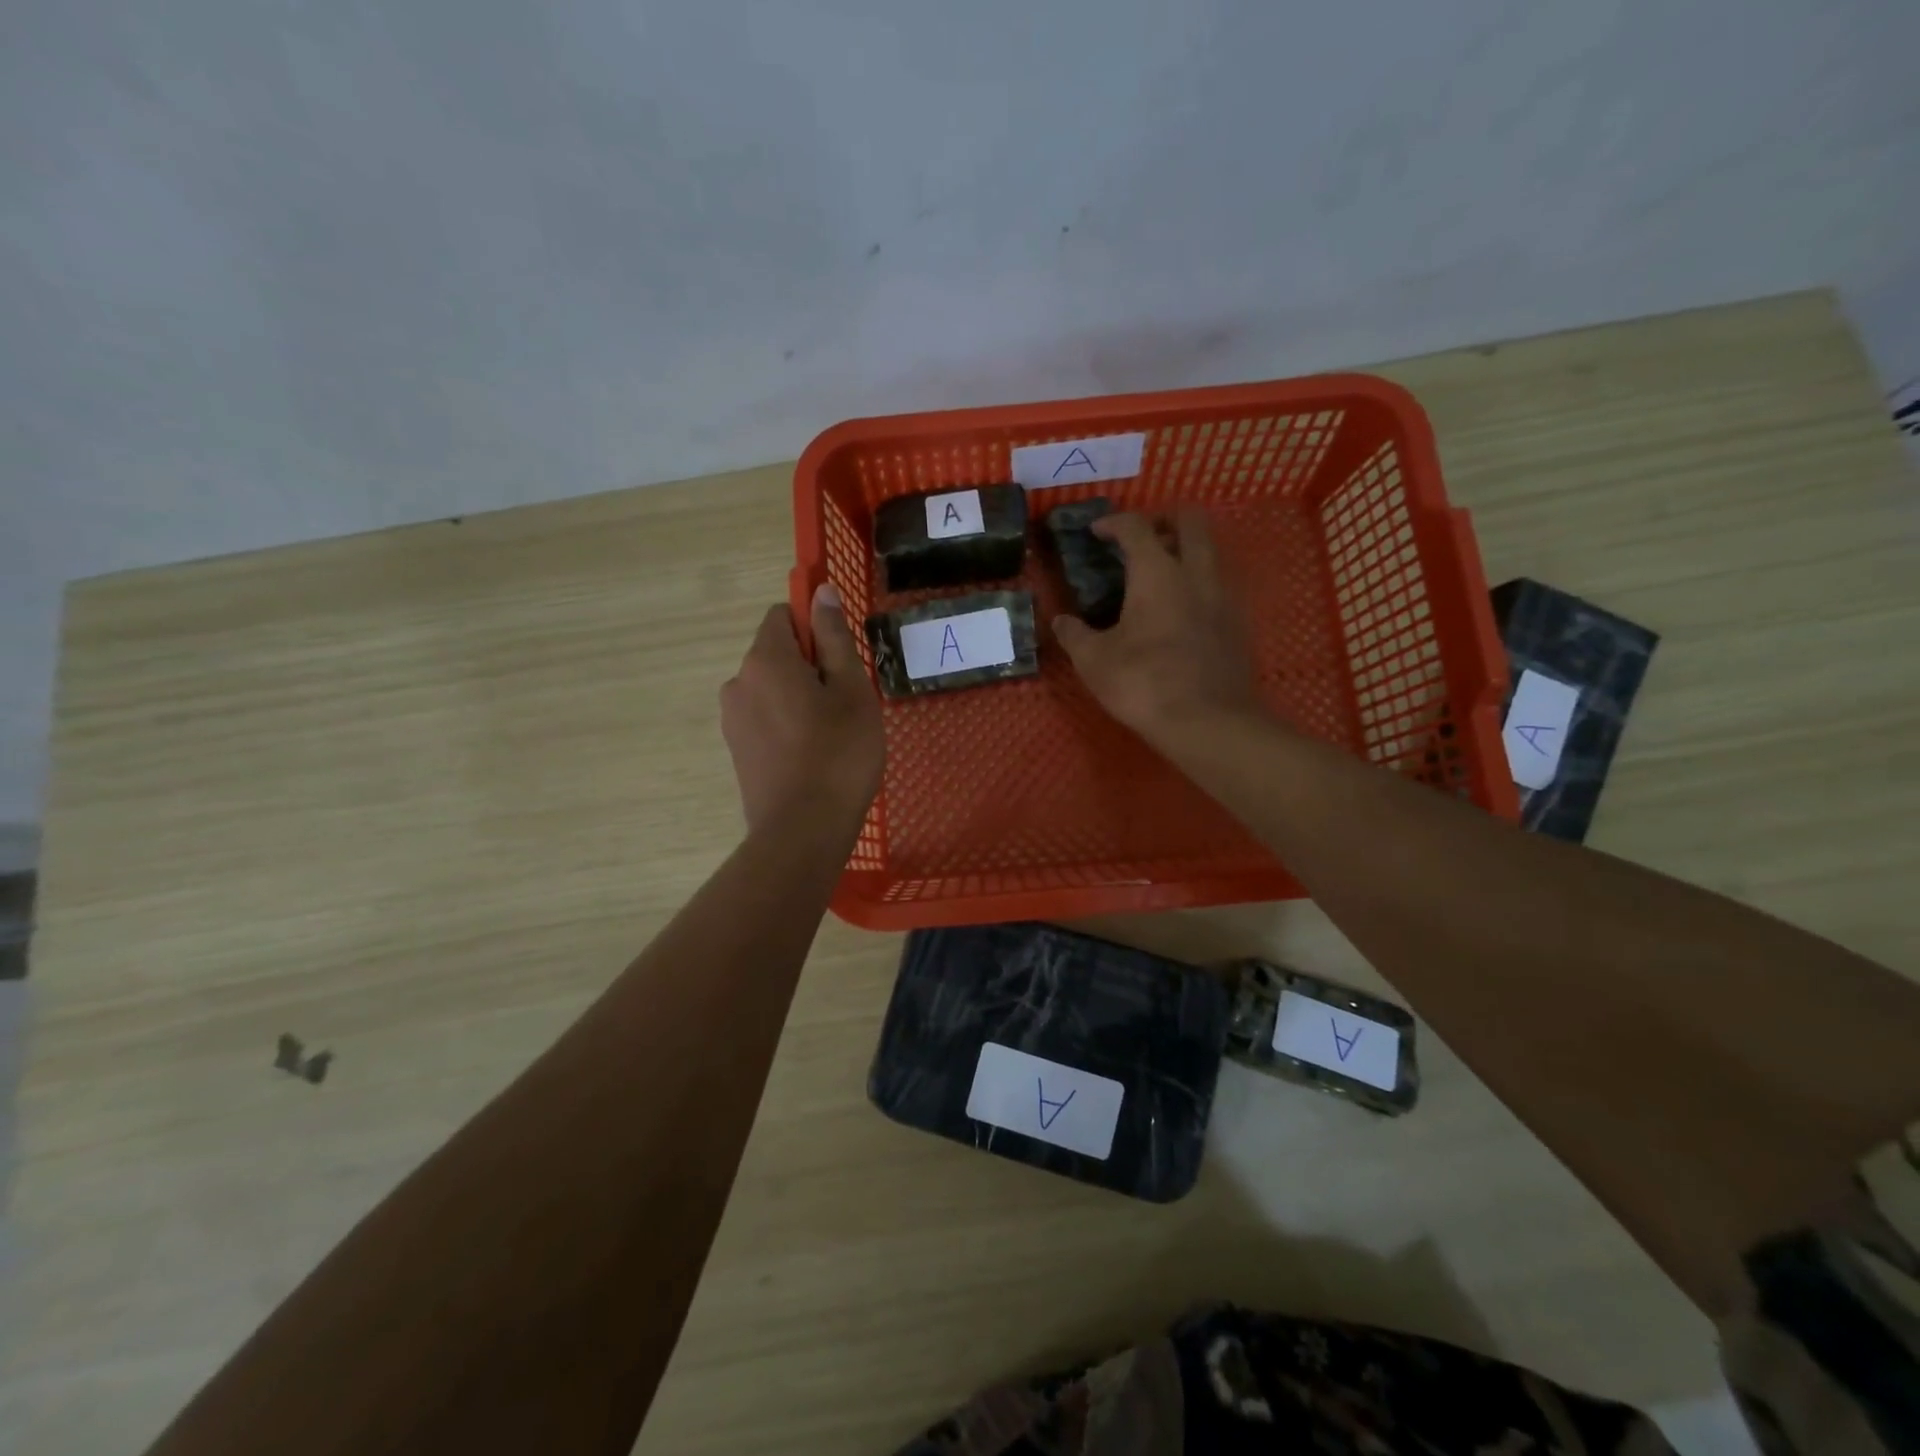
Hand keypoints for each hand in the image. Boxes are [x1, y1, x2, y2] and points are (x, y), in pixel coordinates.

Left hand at [720, 584, 883, 832]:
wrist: (803, 831)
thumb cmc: (839, 754)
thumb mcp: (851, 690)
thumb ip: (834, 637)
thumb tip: (820, 591)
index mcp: (766, 659)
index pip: (782, 616)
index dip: (814, 628)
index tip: (841, 660)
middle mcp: (738, 681)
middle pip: (776, 654)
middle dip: (810, 667)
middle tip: (846, 703)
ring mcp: (732, 718)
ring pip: (771, 689)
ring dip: (798, 697)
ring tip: (832, 734)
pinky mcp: (736, 750)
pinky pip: (764, 718)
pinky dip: (786, 724)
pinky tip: (812, 755)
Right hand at [1053, 510, 1259, 742]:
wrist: (1209, 723)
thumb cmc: (1144, 684)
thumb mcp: (1094, 662)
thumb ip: (1074, 635)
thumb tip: (1060, 622)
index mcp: (1157, 574)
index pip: (1136, 527)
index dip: (1114, 522)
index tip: (1097, 532)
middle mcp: (1196, 574)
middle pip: (1190, 521)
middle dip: (1164, 518)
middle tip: (1141, 538)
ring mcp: (1224, 597)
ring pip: (1211, 551)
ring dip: (1186, 550)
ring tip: (1160, 575)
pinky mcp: (1238, 623)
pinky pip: (1219, 585)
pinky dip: (1199, 583)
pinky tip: (1181, 611)